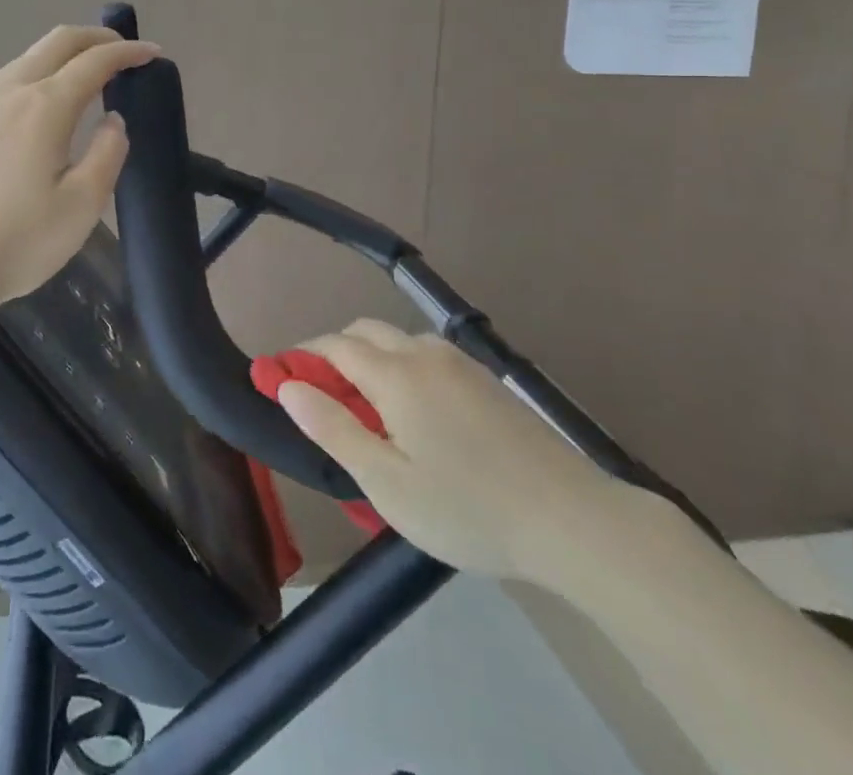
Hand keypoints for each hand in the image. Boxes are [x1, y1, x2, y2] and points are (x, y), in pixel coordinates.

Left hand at [0, 25, 158, 314]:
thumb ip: (106, 154)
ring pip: (28, 57)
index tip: (153, 54)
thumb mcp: (80, 207)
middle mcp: (10, 92)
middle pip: (58, 41)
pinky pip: (7, 80)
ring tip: (87, 75)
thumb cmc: (15, 242)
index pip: (95, 62)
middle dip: (96, 37)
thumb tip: (112, 121)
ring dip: (64, 54)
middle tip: (124, 51)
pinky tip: (41, 106)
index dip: (128, 52)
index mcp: (44, 107)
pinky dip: (38, 73)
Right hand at [277, 321, 631, 582]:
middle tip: (324, 399)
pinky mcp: (487, 381)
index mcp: (395, 373)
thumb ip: (332, 428)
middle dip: (335, 353)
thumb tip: (288, 386)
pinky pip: (429, 358)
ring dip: (372, 360)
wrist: (572, 519)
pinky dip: (404, 369)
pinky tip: (418, 417)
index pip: (334, 345)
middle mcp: (424, 353)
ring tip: (370, 413)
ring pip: (399, 342)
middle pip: (365, 332)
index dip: (302, 356)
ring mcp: (461, 364)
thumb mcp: (386, 481)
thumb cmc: (467, 507)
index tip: (280, 376)